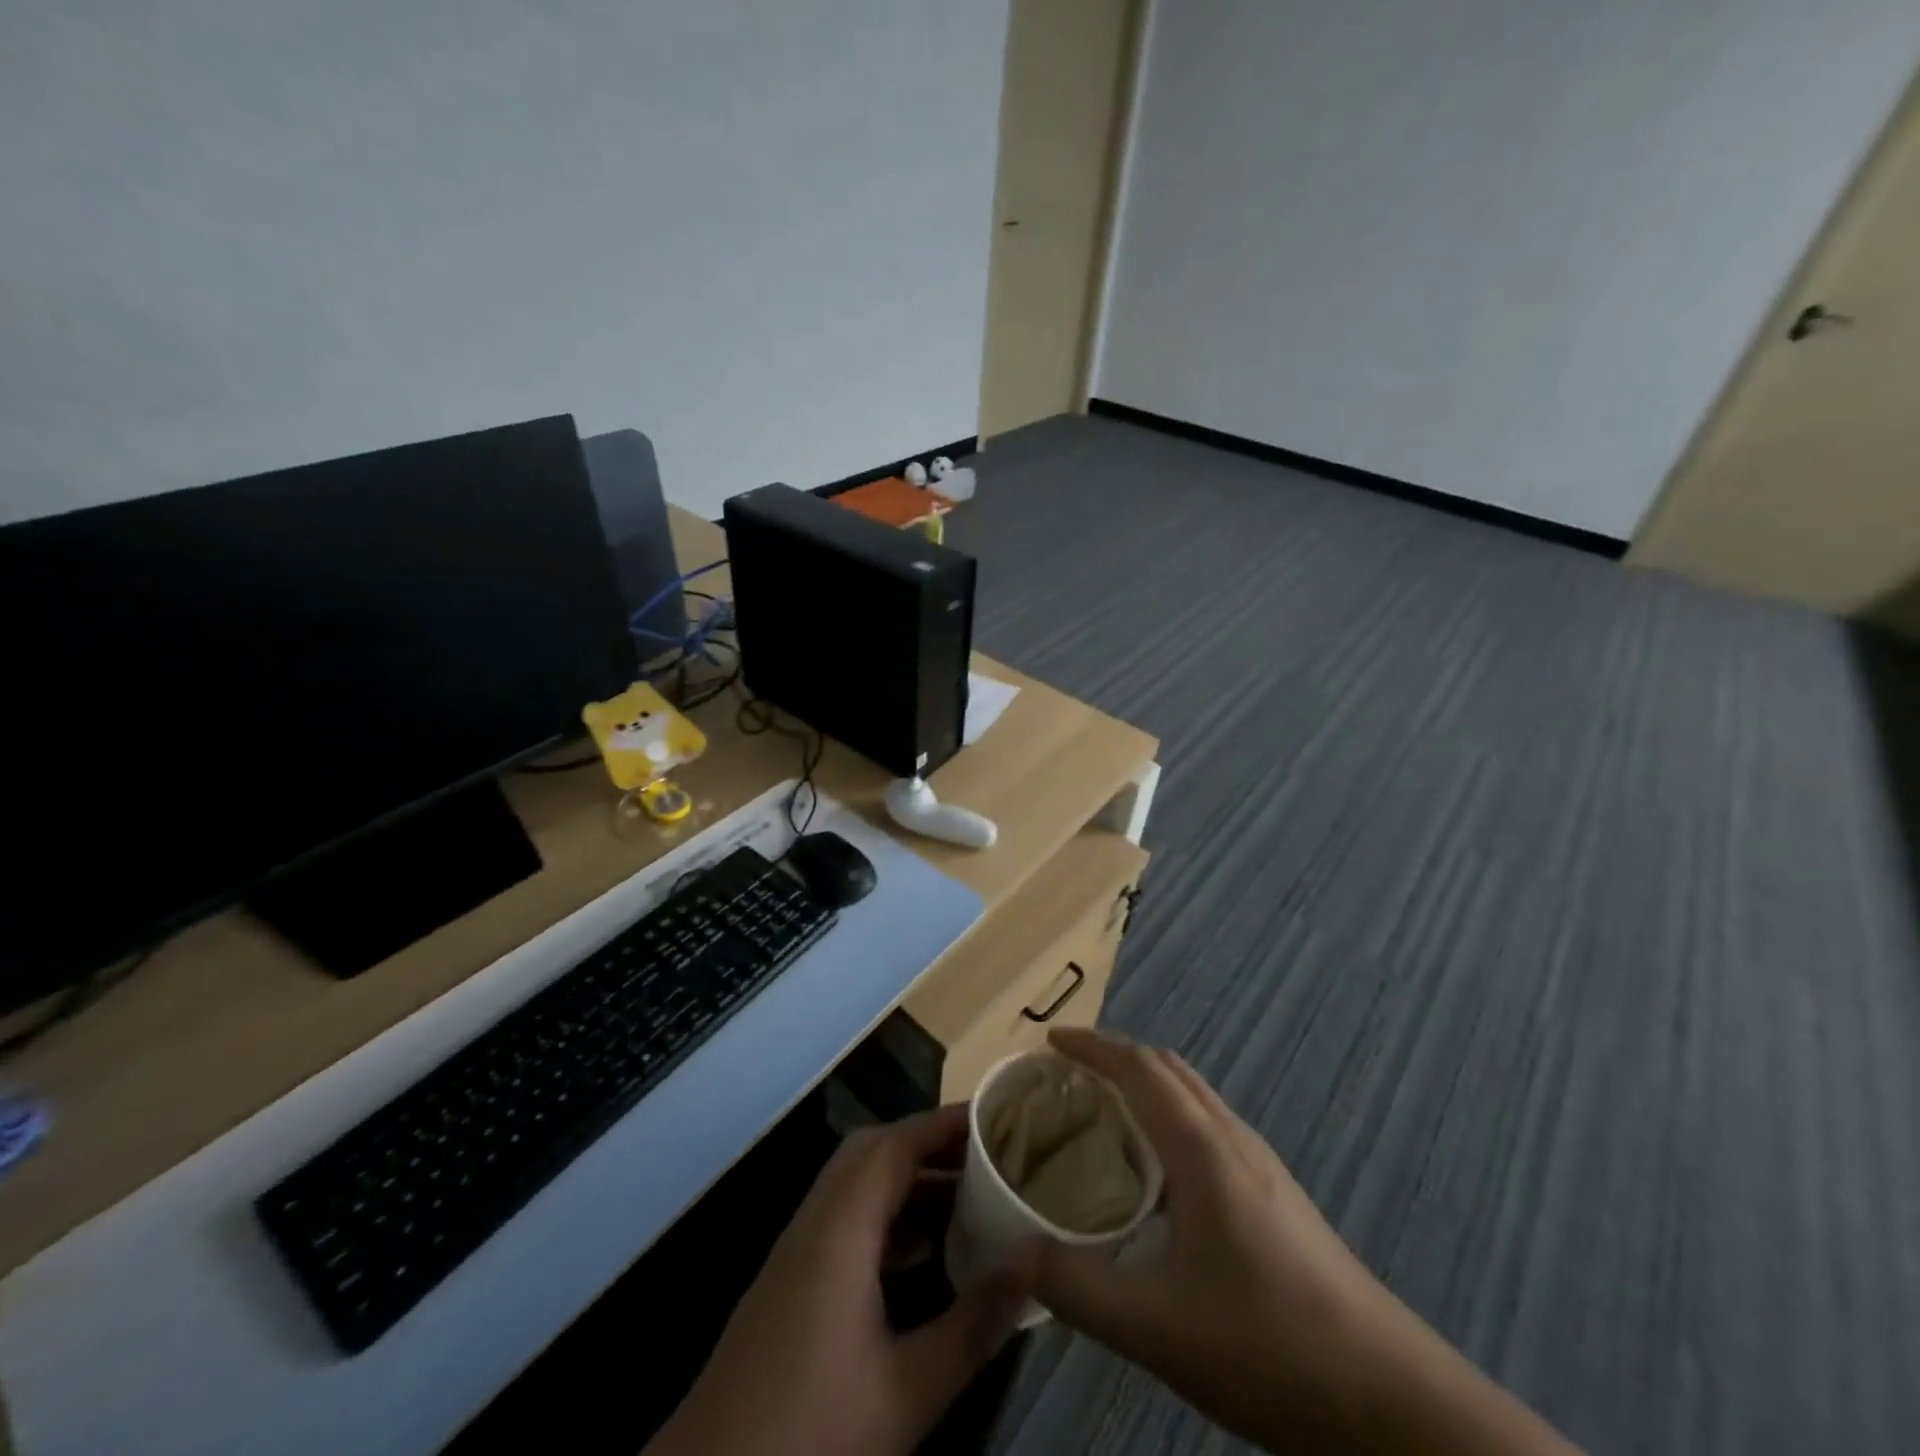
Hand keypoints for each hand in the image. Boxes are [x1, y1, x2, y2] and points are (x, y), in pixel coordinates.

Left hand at [646, 1105, 1027, 1455]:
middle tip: (980, 1154)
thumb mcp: (906, 1391)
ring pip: (853, 1183)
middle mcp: (814, 1223)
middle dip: (925, 1142)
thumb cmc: (812, 1433)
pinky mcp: (787, 1280)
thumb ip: (973, 1325)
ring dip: (903, 1178)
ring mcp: (794, 1251)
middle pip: (870, 1151)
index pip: (894, 1145)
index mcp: (840, 1230)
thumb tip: (1031, 1264)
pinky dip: (883, 1213)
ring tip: (962, 1195)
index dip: (942, 1124)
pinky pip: (841, 1218)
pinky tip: (918, 1253)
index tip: (992, 1118)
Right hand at [1028, 1027, 1579, 1455]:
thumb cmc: (1268, 1346)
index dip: (1091, 1045)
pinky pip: (1207, 1124)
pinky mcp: (1275, 1193)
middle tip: (1066, 1077)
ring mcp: (1260, 1164)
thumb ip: (1074, 1285)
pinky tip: (1156, 1173)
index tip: (1048, 1042)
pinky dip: (1167, 1116)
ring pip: (1192, 1094)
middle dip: (1113, 1056)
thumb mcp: (1156, 1326)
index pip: (1137, 1067)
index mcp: (1200, 1148)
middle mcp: (1231, 1138)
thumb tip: (1007, 1255)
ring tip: (1102, 1115)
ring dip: (1144, 1084)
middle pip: (1166, 1068)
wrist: (1389, 1399)